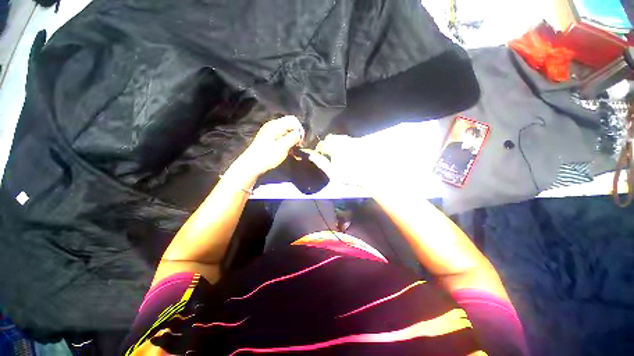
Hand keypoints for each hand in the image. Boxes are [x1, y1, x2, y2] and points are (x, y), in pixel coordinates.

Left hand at [236, 115, 303, 175]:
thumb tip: (300, 133)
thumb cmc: (267, 156)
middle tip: (298, 147)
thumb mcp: (283, 147)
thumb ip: (293, 137)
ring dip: (292, 141)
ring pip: (287, 133)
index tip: (300, 142)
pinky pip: (282, 138)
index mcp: (275, 125)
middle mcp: (273, 126)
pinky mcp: (269, 140)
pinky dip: (287, 144)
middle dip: (296, 135)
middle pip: (290, 126)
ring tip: (294, 152)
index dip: (299, 130)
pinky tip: (289, 152)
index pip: (293, 120)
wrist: (251, 166)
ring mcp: (270, 133)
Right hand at [309, 134, 378, 190]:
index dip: (319, 149)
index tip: (318, 154)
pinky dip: (344, 143)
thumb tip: (311, 156)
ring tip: (335, 151)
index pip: (322, 144)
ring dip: (335, 142)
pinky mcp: (359, 143)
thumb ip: (321, 163)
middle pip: (331, 138)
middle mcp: (343, 141)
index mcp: (334, 148)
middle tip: (326, 152)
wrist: (369, 176)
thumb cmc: (349, 176)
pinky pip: (348, 139)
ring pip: (340, 137)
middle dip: (326, 143)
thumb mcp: (332, 172)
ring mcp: (352, 141)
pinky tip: (345, 151)